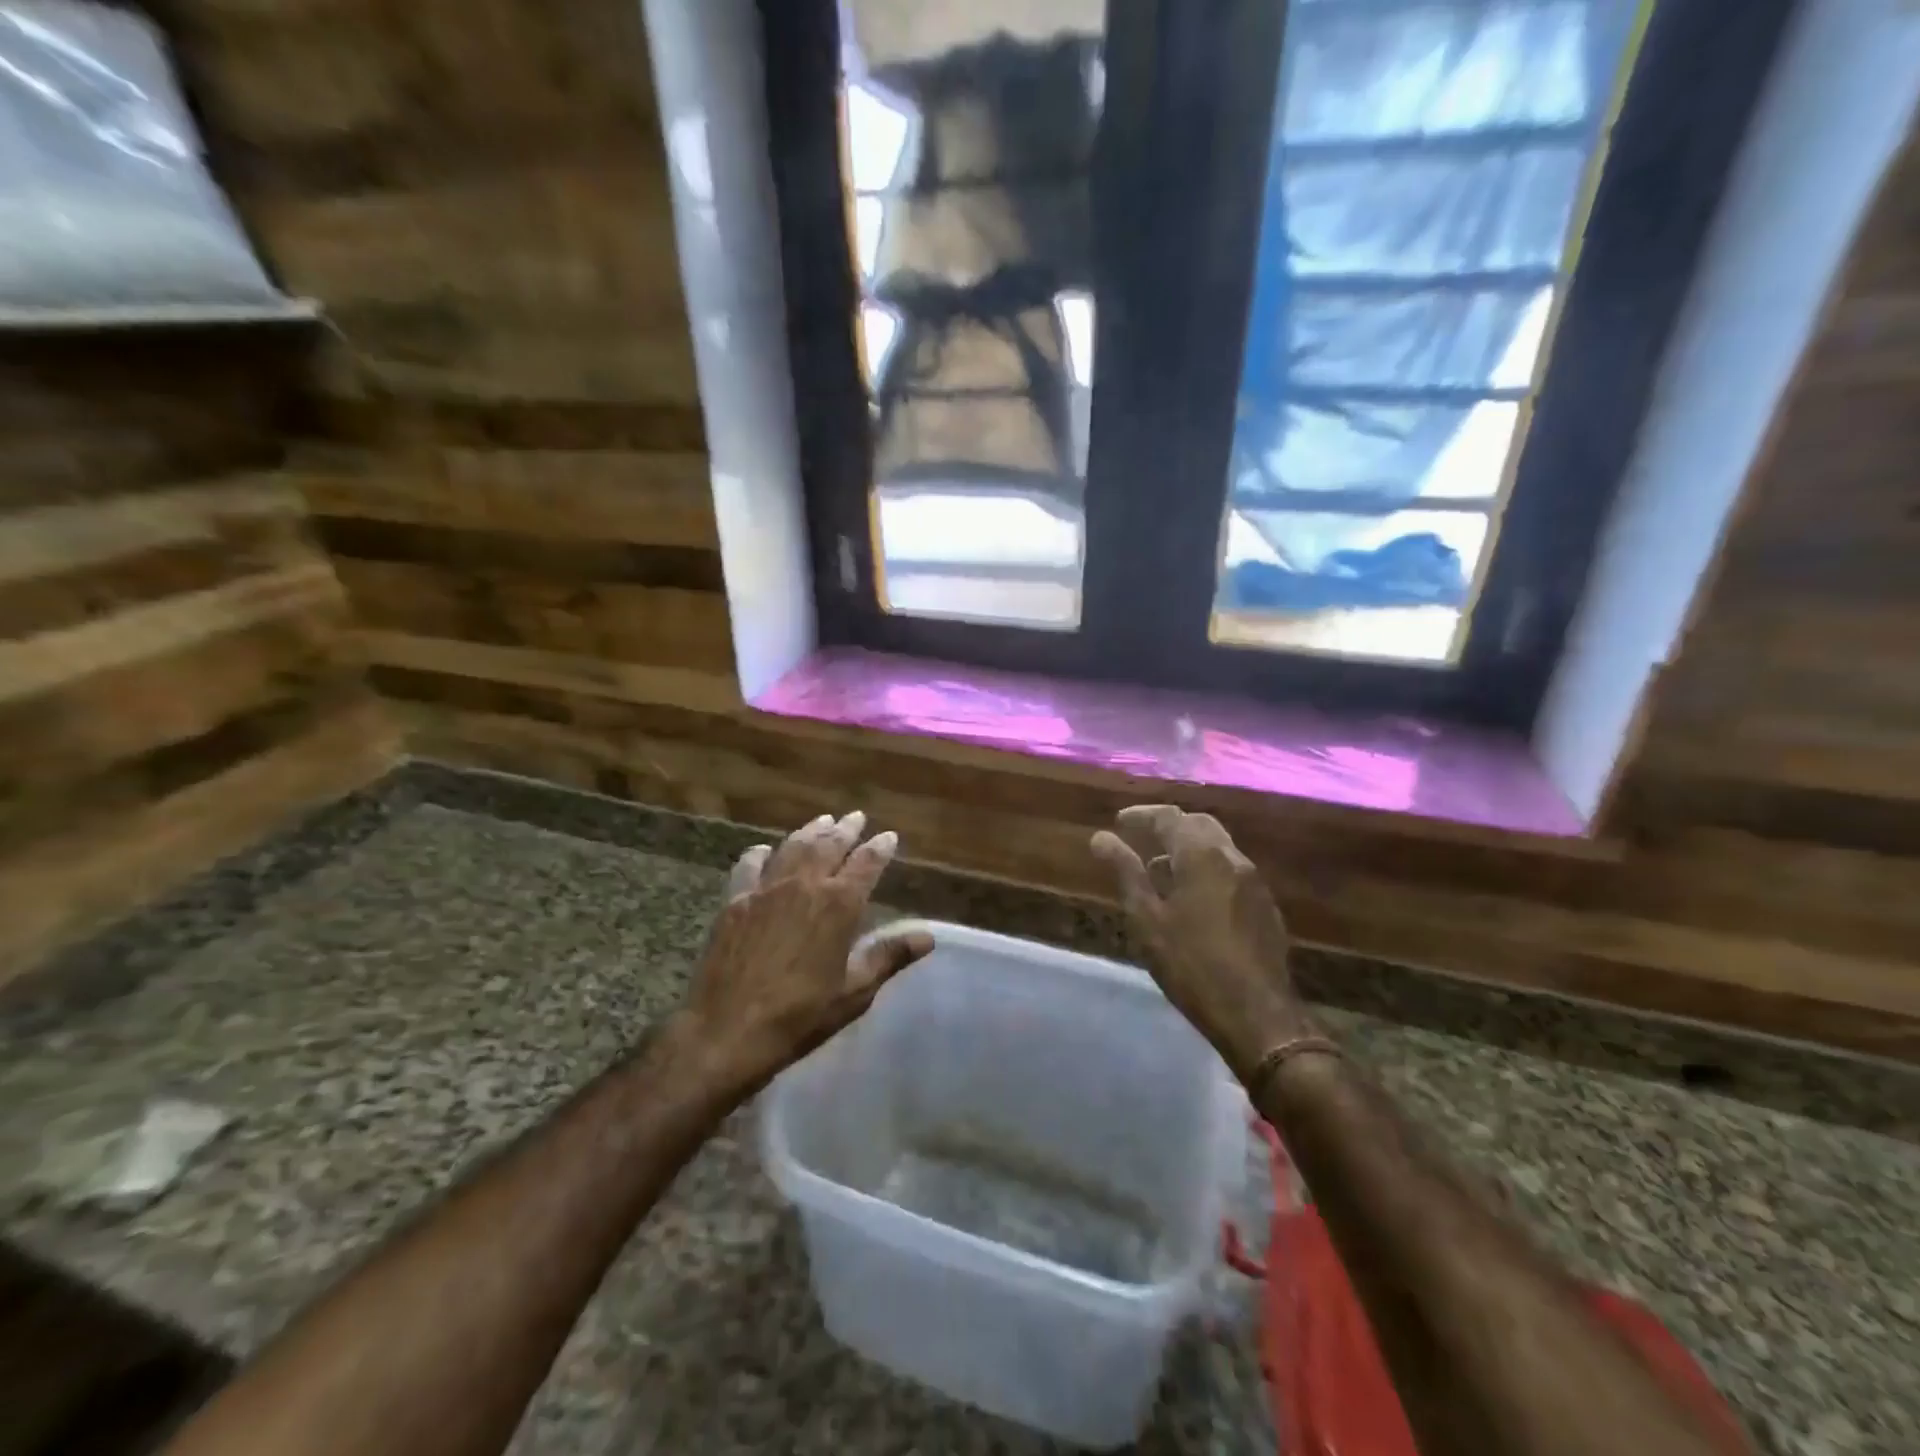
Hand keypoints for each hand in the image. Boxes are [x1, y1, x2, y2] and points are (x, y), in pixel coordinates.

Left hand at [682, 811, 933, 1084]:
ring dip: (810, 831)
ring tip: (822, 820)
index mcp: (838, 905)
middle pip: (829, 845)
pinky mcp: (735, 902)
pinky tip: (763, 850)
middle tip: (856, 816)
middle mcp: (804, 885)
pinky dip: (760, 853)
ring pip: (792, 847)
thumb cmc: (800, 1015)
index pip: (866, 864)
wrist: (728, 1030)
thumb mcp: (854, 991)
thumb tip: (927, 936)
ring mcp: (766, 890)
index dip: (880, 848)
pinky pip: (749, 866)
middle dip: (846, 829)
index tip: (889, 836)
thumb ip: (889, 956)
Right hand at [1091, 805, 1312, 1081]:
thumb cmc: (1191, 964)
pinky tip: (1191, 898)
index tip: (1119, 822)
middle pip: (1198, 825)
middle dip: (1169, 826)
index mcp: (1202, 855)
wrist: (1257, 1014)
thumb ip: (1126, 872)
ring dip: (1188, 848)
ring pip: (1218, 847)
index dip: (1141, 816)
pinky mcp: (1265, 906)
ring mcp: (1254, 881)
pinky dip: (1206, 868)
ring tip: (1159, 870)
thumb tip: (1101, 838)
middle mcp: (1232, 858)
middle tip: (1141, 837)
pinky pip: (1231, 870)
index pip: (1169, 817)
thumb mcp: (1147, 918)